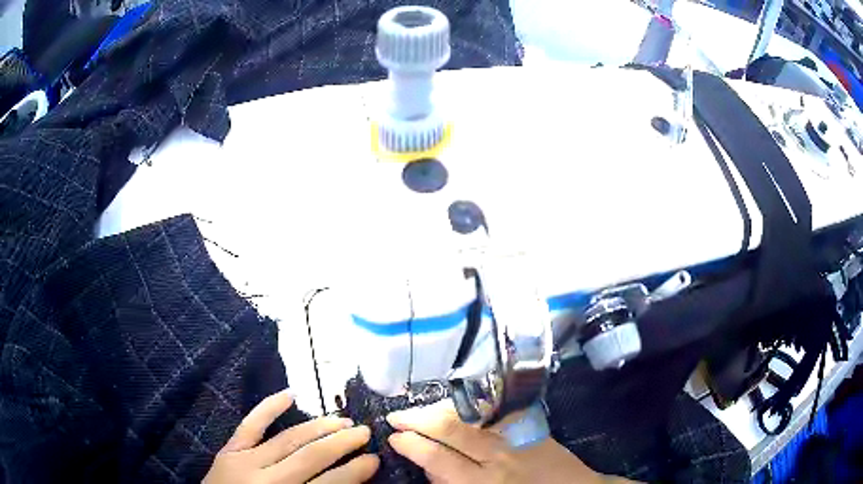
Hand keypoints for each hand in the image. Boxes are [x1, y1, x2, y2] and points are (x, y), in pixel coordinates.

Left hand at [204, 390, 378, 483]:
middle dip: (341, 442)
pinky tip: (289, 393)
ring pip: (287, 438)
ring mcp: (245, 460)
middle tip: (364, 431)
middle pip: (310, 456)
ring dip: (317, 426)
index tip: (374, 459)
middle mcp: (267, 478)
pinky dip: (269, 407)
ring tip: (341, 419)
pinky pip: (250, 424)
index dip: (355, 471)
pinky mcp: (229, 450)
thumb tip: (348, 480)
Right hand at [387, 401, 625, 483]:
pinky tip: (455, 407)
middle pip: (450, 429)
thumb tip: (430, 467)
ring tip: (419, 411)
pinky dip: (469, 408)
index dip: (412, 445)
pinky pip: (492, 412)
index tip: (394, 437)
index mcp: (483, 482)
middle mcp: (497, 456)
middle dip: (417, 420)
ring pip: (469, 416)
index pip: (437, 458)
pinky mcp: (529, 426)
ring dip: (439, 410)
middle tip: (397, 417)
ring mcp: (515, 437)